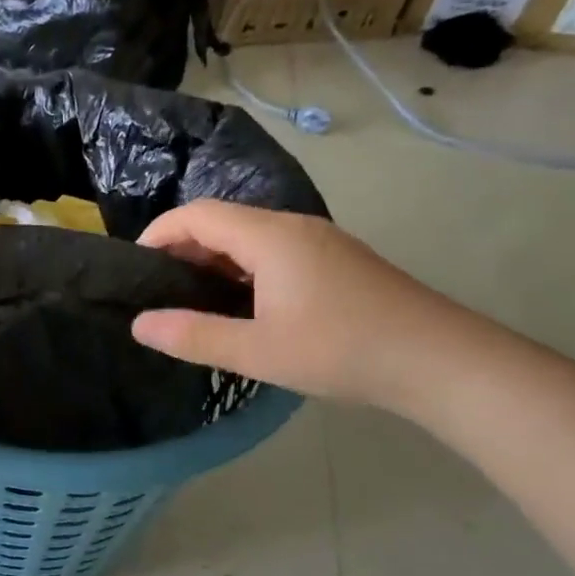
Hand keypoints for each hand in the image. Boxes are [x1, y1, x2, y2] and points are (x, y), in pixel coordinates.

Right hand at [130, 201, 472, 410]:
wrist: (441, 361)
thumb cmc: (342, 350)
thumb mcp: (258, 350)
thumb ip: (193, 336)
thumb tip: (139, 324)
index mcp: (270, 237)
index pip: (198, 214)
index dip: (159, 233)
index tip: (133, 266)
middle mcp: (294, 227)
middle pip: (223, 221)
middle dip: (183, 247)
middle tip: (156, 289)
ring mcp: (320, 242)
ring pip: (250, 236)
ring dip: (214, 260)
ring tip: (191, 299)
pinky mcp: (337, 261)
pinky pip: (274, 251)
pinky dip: (243, 268)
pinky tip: (243, 305)